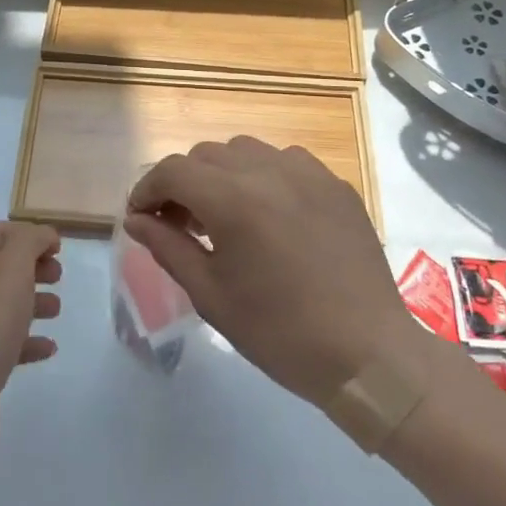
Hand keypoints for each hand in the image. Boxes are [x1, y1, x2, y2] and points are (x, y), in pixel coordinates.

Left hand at [0, 221, 61, 464]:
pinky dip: (29, 340)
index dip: (26, 233)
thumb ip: (29, 242)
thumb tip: (41, 235)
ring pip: (4, 304)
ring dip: (34, 301)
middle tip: (58, 277)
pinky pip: (6, 343)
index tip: (57, 247)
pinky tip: (48, 348)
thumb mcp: (12, 268)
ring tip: (57, 311)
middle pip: (1, 267)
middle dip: (32, 266)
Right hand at [125, 138, 418, 407]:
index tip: (141, 216)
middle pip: (206, 155)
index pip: (173, 171)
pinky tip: (270, 212)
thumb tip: (136, 219)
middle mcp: (268, 170)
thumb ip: (168, 247)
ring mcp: (308, 173)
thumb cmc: (281, 333)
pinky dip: (264, 175)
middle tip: (180, 223)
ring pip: (245, 150)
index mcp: (233, 200)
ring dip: (222, 173)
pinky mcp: (335, 184)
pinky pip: (286, 161)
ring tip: (225, 214)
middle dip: (183, 182)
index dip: (147, 189)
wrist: (369, 355)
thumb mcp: (212, 296)